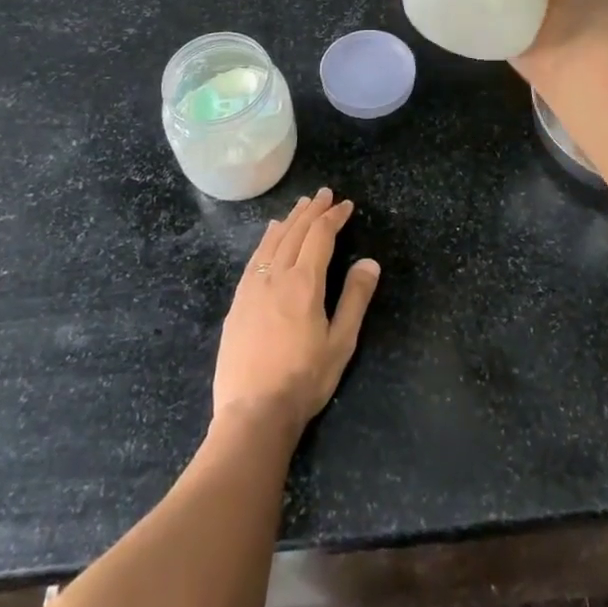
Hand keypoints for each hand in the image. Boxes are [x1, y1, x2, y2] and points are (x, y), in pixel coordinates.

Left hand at [212, 189, 380, 438]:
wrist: (253, 412)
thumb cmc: (303, 380)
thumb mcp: (341, 343)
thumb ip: (355, 299)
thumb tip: (370, 262)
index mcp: (305, 283)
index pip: (321, 236)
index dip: (334, 217)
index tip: (346, 205)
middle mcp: (277, 276)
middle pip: (296, 232)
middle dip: (313, 210)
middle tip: (325, 194)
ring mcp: (253, 287)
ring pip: (273, 241)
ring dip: (290, 219)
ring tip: (301, 206)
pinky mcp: (238, 302)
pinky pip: (255, 257)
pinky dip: (268, 239)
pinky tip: (271, 235)